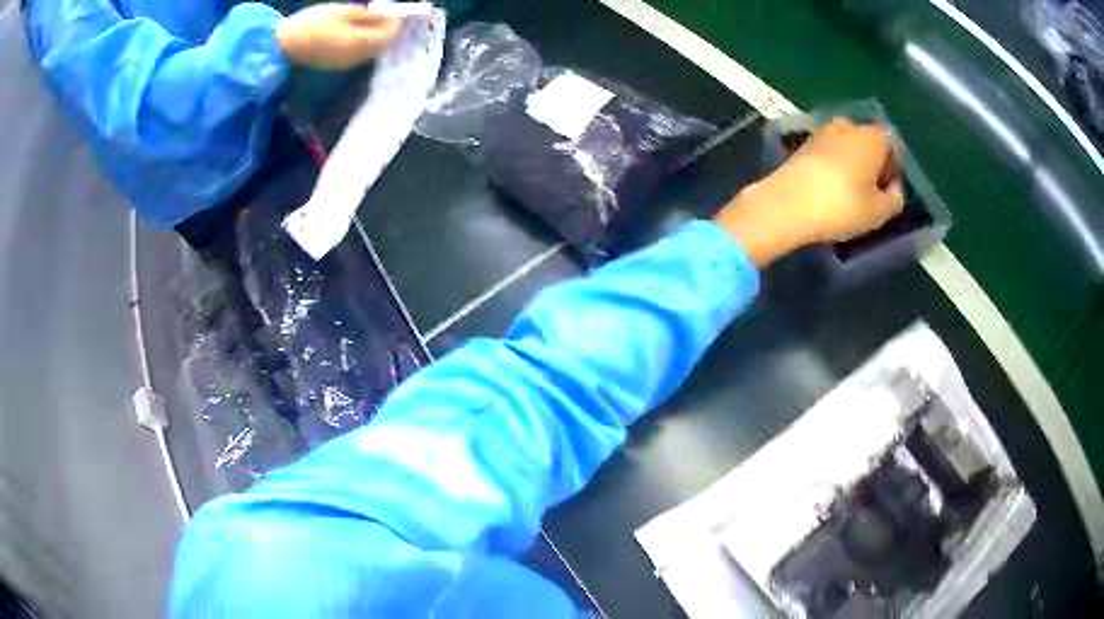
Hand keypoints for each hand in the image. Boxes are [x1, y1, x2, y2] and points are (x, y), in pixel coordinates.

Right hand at [276, 4, 401, 69]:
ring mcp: (346, 64)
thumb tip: (384, 15)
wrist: (283, 46)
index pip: (388, 34)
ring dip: (374, 37)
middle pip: (381, 44)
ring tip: (369, 21)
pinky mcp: (336, 65)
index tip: (395, 11)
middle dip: (385, 30)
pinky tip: (356, 32)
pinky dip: (363, 43)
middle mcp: (356, 57)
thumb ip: (365, 14)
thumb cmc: (311, 23)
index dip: (395, 22)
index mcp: (359, 42)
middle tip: (382, 14)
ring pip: (370, 51)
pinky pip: (358, 54)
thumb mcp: (341, 10)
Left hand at [714, 118, 903, 266]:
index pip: (893, 144)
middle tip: (872, 191)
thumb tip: (894, 188)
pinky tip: (830, 187)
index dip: (895, 166)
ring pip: (847, 144)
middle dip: (874, 162)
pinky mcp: (802, 143)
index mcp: (872, 137)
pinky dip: (834, 164)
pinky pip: (829, 151)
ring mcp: (822, 131)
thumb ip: (895, 199)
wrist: (787, 203)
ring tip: (851, 191)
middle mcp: (848, 125)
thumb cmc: (842, 206)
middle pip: (869, 141)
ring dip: (853, 163)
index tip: (890, 189)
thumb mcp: (879, 212)